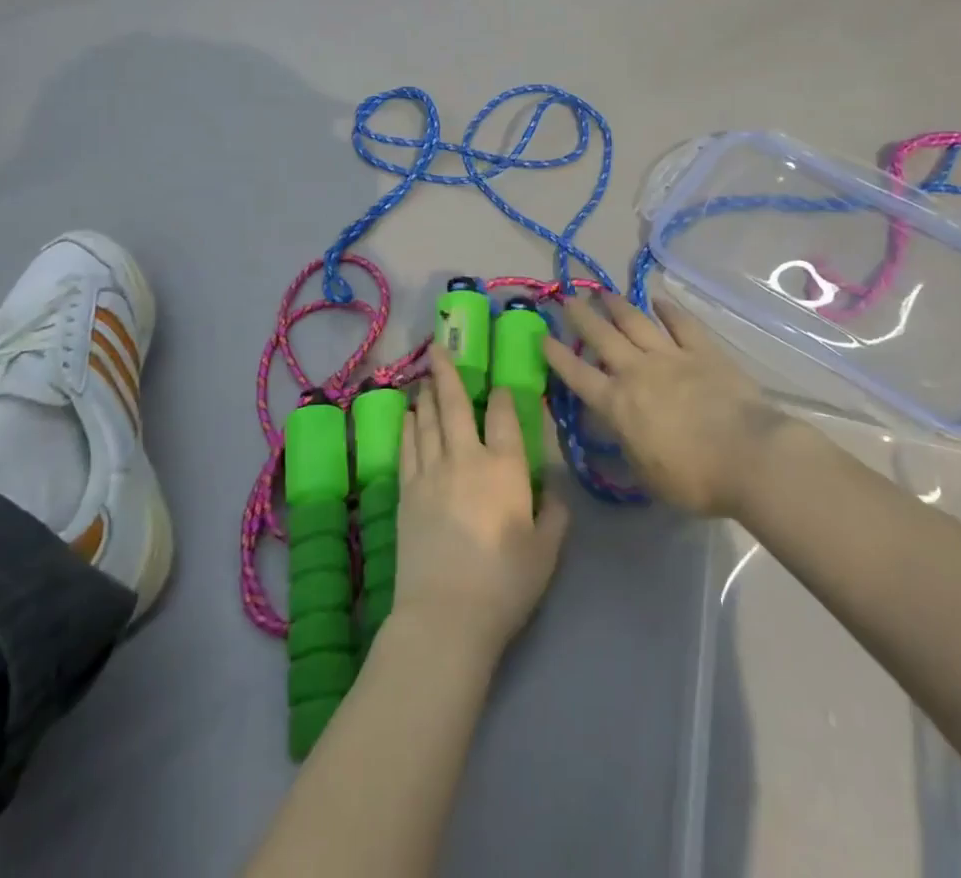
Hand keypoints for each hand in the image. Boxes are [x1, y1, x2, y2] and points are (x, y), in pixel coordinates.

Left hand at [395, 347, 570, 661]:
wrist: (446, 613)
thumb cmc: (505, 583)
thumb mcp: (547, 550)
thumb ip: (554, 512)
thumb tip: (553, 488)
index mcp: (506, 467)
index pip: (503, 416)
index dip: (502, 395)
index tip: (499, 383)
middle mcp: (466, 458)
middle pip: (455, 405)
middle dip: (449, 372)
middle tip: (439, 347)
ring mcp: (431, 472)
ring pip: (428, 420)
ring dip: (427, 394)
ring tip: (426, 376)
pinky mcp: (406, 491)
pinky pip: (407, 446)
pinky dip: (408, 426)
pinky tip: (408, 414)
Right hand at [545, 292, 796, 517]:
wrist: (747, 456)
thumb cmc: (693, 478)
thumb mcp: (646, 475)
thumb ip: (628, 447)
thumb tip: (620, 432)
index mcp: (617, 405)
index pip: (578, 375)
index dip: (558, 356)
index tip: (543, 336)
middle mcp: (637, 372)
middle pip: (602, 337)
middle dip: (581, 316)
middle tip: (567, 297)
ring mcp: (671, 356)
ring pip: (636, 322)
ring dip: (617, 305)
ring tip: (603, 292)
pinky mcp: (703, 351)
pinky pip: (681, 324)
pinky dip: (668, 310)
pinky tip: (658, 300)